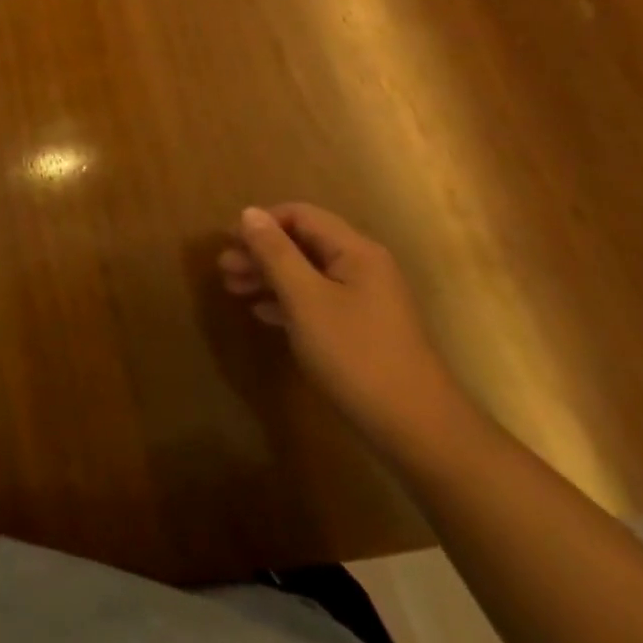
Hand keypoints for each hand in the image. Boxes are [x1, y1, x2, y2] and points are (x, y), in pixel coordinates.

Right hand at [219, 203, 475, 461]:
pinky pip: (317, 300)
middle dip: (261, 252)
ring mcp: (366, 300)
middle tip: (223, 269)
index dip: (262, 223)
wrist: (419, 430)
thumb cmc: (356, 355)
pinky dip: (287, 301)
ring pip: (308, 273)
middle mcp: (363, 266)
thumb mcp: (306, 300)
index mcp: (355, 251)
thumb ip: (275, 253)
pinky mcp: (363, 329)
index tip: (228, 242)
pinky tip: (263, 314)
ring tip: (233, 289)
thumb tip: (248, 212)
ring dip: (269, 277)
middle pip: (303, 243)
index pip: (300, 215)